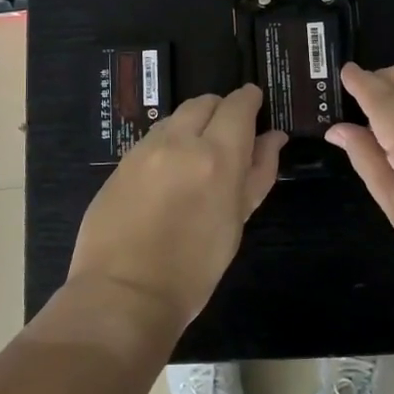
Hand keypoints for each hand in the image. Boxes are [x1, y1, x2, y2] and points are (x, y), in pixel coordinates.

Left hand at [69, 84, 285, 330]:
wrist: (124, 294)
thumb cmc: (194, 268)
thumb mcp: (236, 221)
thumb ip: (258, 173)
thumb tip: (273, 137)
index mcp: (216, 156)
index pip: (238, 106)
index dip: (250, 99)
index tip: (256, 103)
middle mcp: (179, 141)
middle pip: (204, 102)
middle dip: (221, 109)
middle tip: (230, 133)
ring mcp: (144, 149)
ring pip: (176, 117)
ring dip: (193, 124)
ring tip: (198, 154)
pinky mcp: (120, 163)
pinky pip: (152, 138)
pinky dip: (169, 142)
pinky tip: (169, 171)